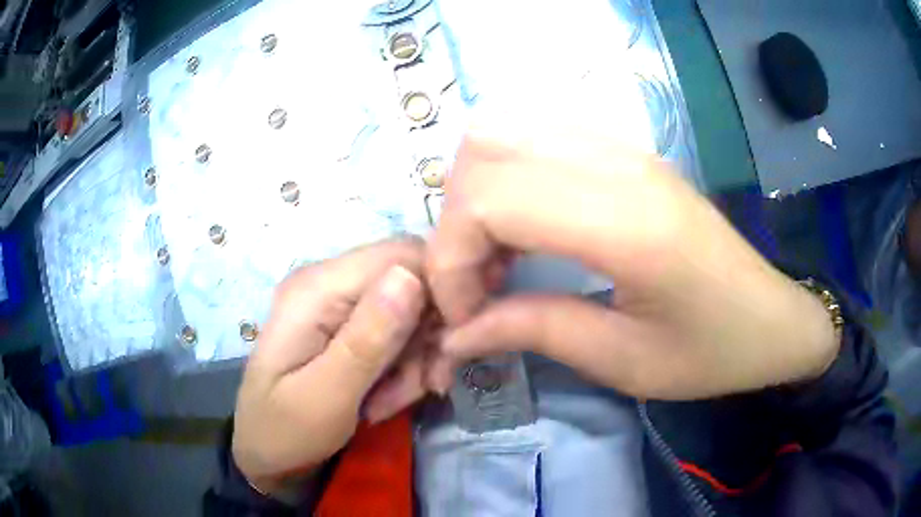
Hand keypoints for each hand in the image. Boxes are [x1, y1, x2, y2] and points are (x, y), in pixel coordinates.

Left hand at [232, 238, 430, 496]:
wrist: (266, 453)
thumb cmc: (285, 431)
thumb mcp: (326, 398)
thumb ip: (366, 340)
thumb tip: (410, 276)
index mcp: (316, 289)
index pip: (400, 255)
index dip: (439, 292)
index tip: (449, 348)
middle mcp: (327, 282)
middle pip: (410, 280)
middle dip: (428, 334)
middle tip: (426, 385)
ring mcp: (335, 302)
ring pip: (409, 310)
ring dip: (416, 357)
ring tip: (395, 401)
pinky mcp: (344, 324)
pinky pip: (395, 331)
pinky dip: (403, 364)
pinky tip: (388, 398)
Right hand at [427, 133, 838, 399]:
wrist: (772, 317)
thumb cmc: (712, 352)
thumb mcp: (624, 362)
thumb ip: (534, 331)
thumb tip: (455, 334)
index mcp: (628, 223)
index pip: (490, 201)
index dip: (453, 259)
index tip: (464, 316)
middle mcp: (619, 164)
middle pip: (484, 149)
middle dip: (456, 222)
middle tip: (476, 283)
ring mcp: (623, 147)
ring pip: (503, 130)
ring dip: (476, 193)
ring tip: (496, 256)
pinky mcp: (626, 150)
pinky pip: (535, 136)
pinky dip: (505, 177)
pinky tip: (525, 228)